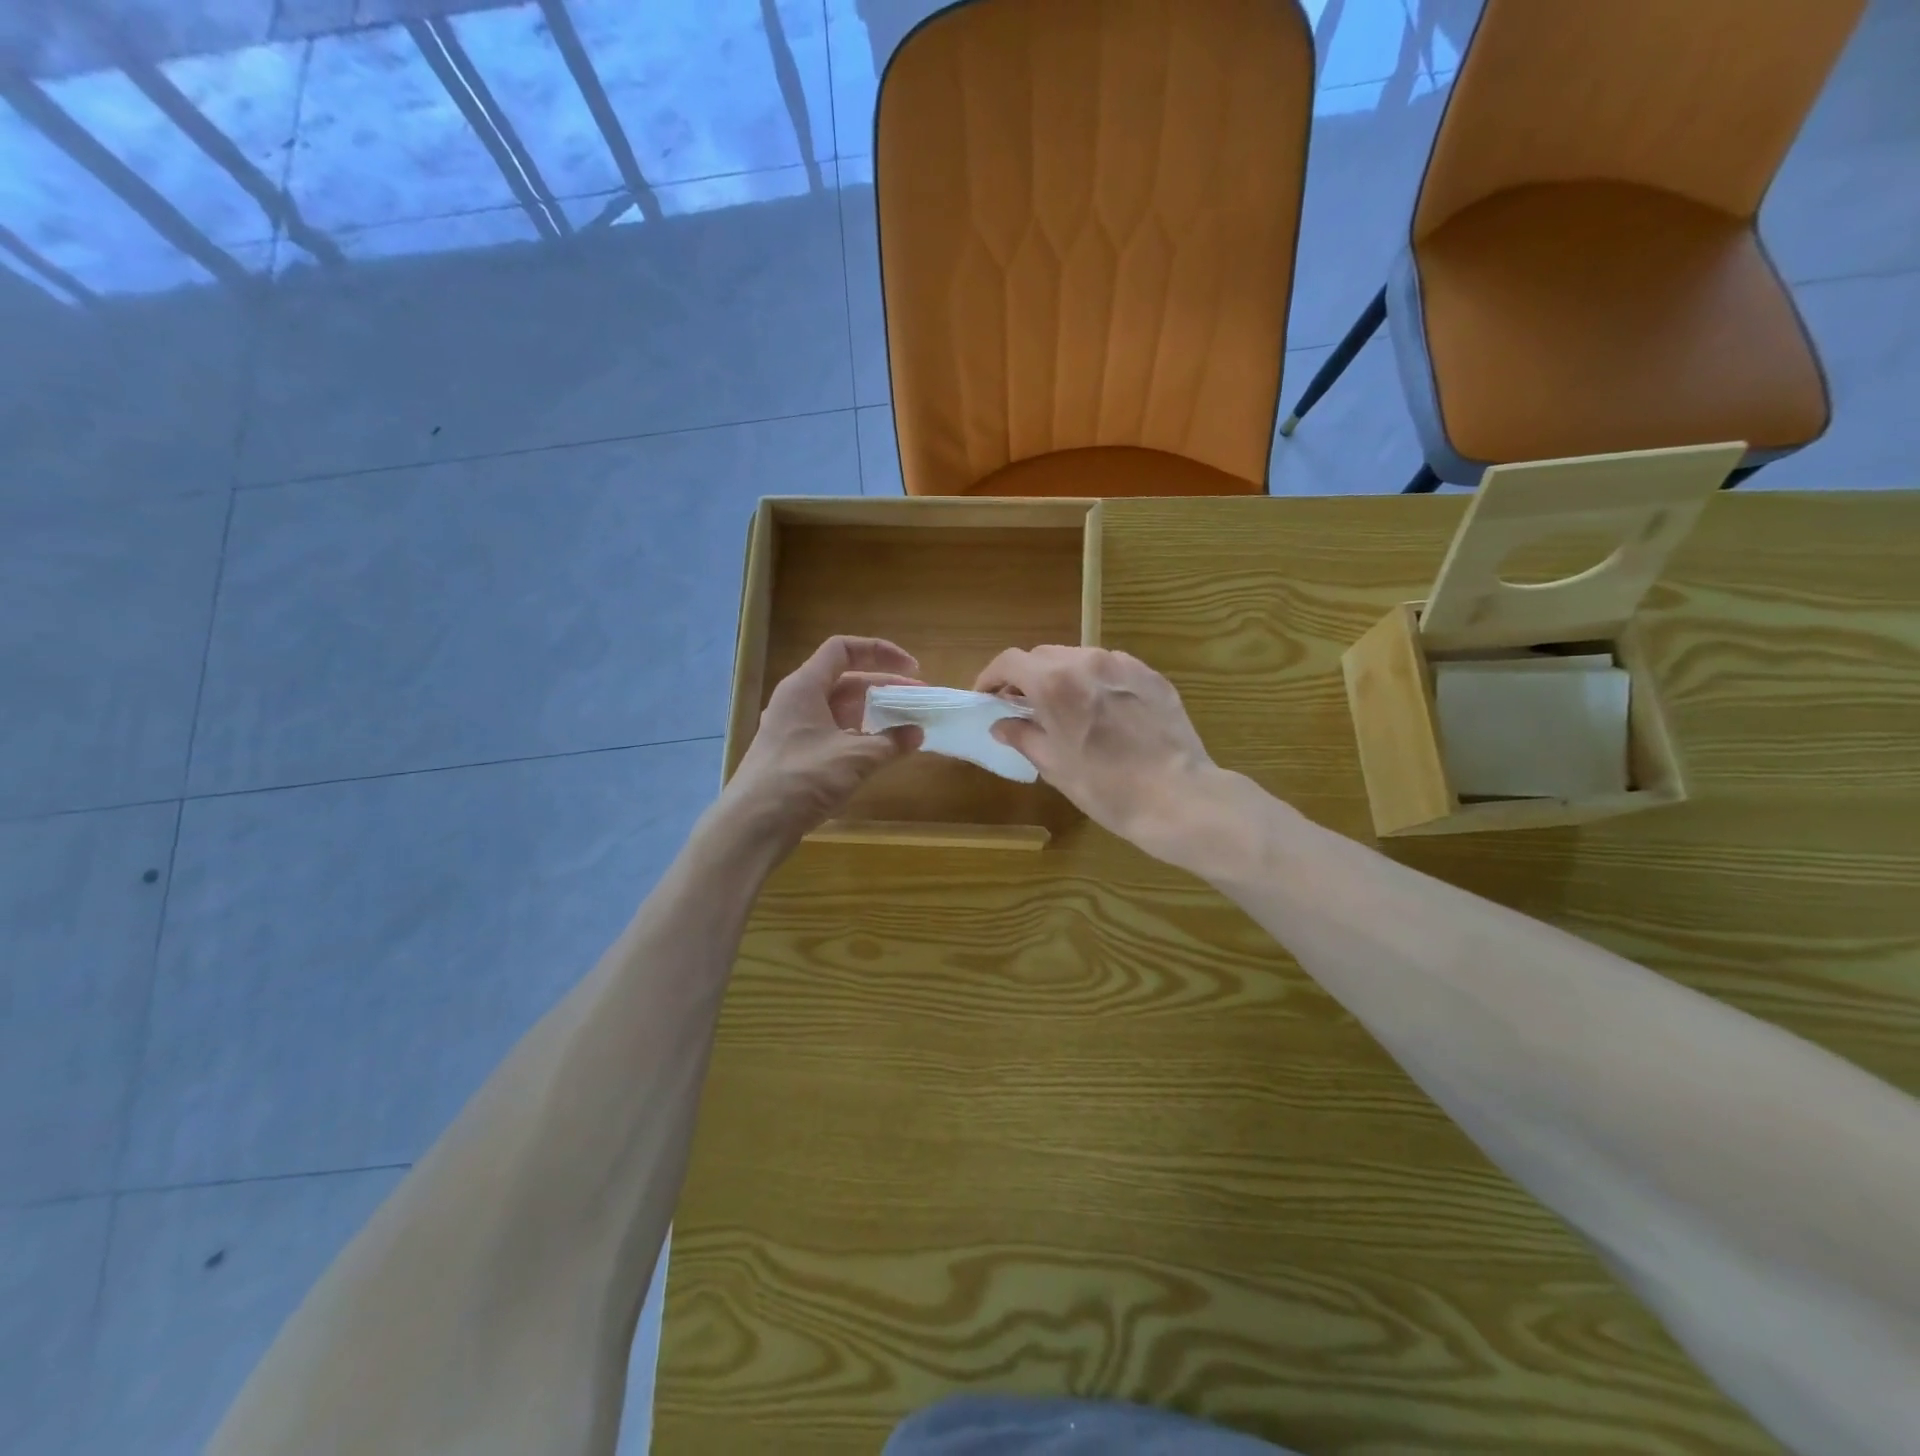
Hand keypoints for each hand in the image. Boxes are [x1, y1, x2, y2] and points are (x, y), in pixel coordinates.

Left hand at [723, 636, 922, 850]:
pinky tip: (879, 753)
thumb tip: (917, 733)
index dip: (879, 651)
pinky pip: (832, 734)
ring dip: (873, 714)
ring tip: (905, 726)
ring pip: (839, 710)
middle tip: (918, 700)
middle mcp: (797, 701)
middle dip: (884, 687)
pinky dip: (858, 737)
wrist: (755, 824)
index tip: (911, 668)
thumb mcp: (855, 757)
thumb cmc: (803, 778)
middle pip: (845, 681)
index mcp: (805, 686)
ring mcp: (794, 729)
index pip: (843, 649)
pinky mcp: (795, 756)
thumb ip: (891, 742)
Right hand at [973, 646, 1227, 865]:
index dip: (991, 676)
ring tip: (1063, 708)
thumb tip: (1001, 724)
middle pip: (1043, 656)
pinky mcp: (1151, 676)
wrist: (1178, 797)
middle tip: (1022, 706)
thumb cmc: (1106, 788)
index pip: (1009, 661)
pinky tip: (1101, 710)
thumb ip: (1023, 736)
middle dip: (1026, 677)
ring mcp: (1124, 665)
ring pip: (1078, 658)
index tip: (987, 697)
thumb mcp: (1054, 766)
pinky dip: (1094, 681)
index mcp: (1054, 683)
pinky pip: (1111, 668)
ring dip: (1061, 676)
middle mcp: (1087, 661)